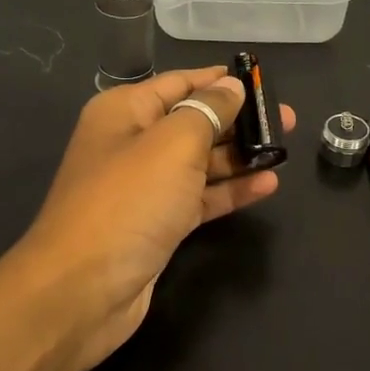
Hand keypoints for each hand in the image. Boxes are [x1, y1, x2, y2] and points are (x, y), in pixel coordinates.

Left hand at [13, 66, 294, 370]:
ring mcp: (143, 188)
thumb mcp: (173, 145)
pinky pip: (198, 198)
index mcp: (124, 112)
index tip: (265, 80)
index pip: (180, 83)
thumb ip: (208, 111)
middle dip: (239, 120)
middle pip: (193, 122)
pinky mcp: (156, 225)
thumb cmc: (128, 202)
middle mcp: (131, 144)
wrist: (82, 290)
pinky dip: (229, 191)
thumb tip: (230, 86)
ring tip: (285, 150)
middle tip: (287, 119)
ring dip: (239, 157)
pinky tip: (268, 185)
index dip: (221, 80)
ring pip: (199, 163)